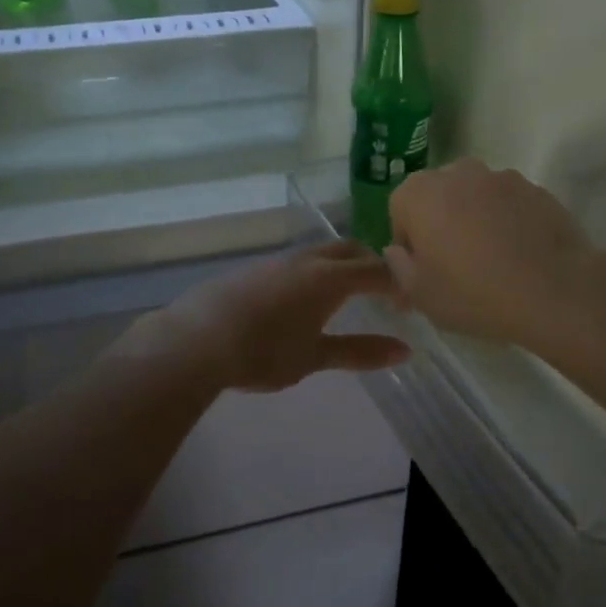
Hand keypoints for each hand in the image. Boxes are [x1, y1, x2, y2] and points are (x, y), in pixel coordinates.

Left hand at [112, 241, 409, 392]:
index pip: (376, 270)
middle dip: (371, 265)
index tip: (409, 303)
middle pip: (349, 249)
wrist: (196, 340)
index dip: (398, 284)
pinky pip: (296, 262)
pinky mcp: (253, 269)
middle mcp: (305, 260)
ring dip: (340, 266)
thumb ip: (360, 351)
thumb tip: (404, 350)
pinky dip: (314, 272)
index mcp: (328, 278)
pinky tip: (302, 300)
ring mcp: (276, 261)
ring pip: (320, 252)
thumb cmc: (262, 353)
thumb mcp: (315, 357)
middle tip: (383, 293)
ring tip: (345, 295)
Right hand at [386, 159, 604, 350]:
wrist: (555, 291)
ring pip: (474, 197)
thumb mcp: (421, 295)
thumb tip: (398, 252)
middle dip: (440, 222)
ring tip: (492, 259)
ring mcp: (500, 177)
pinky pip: (508, 204)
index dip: (409, 241)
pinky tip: (519, 254)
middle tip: (455, 264)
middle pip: (437, 196)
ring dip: (474, 219)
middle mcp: (456, 173)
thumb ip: (399, 267)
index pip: (399, 210)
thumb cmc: (474, 293)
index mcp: (419, 194)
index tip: (424, 270)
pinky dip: (507, 221)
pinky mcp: (536, 189)